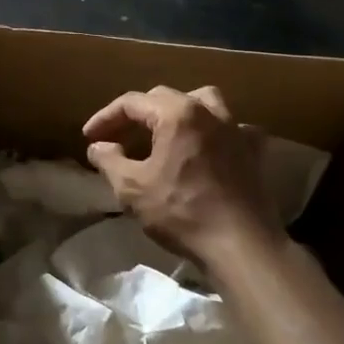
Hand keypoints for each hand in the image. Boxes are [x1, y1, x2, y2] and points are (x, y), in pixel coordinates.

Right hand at [83, 85, 282, 261]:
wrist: (241, 245)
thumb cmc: (181, 213)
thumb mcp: (131, 188)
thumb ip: (109, 160)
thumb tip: (98, 146)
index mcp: (176, 114)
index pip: (131, 103)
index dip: (105, 118)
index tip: (89, 137)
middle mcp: (208, 111)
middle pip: (164, 97)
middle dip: (136, 115)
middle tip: (118, 138)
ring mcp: (236, 129)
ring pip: (203, 102)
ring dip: (179, 111)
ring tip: (165, 132)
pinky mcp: (254, 151)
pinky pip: (232, 128)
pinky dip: (215, 133)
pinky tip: (208, 149)